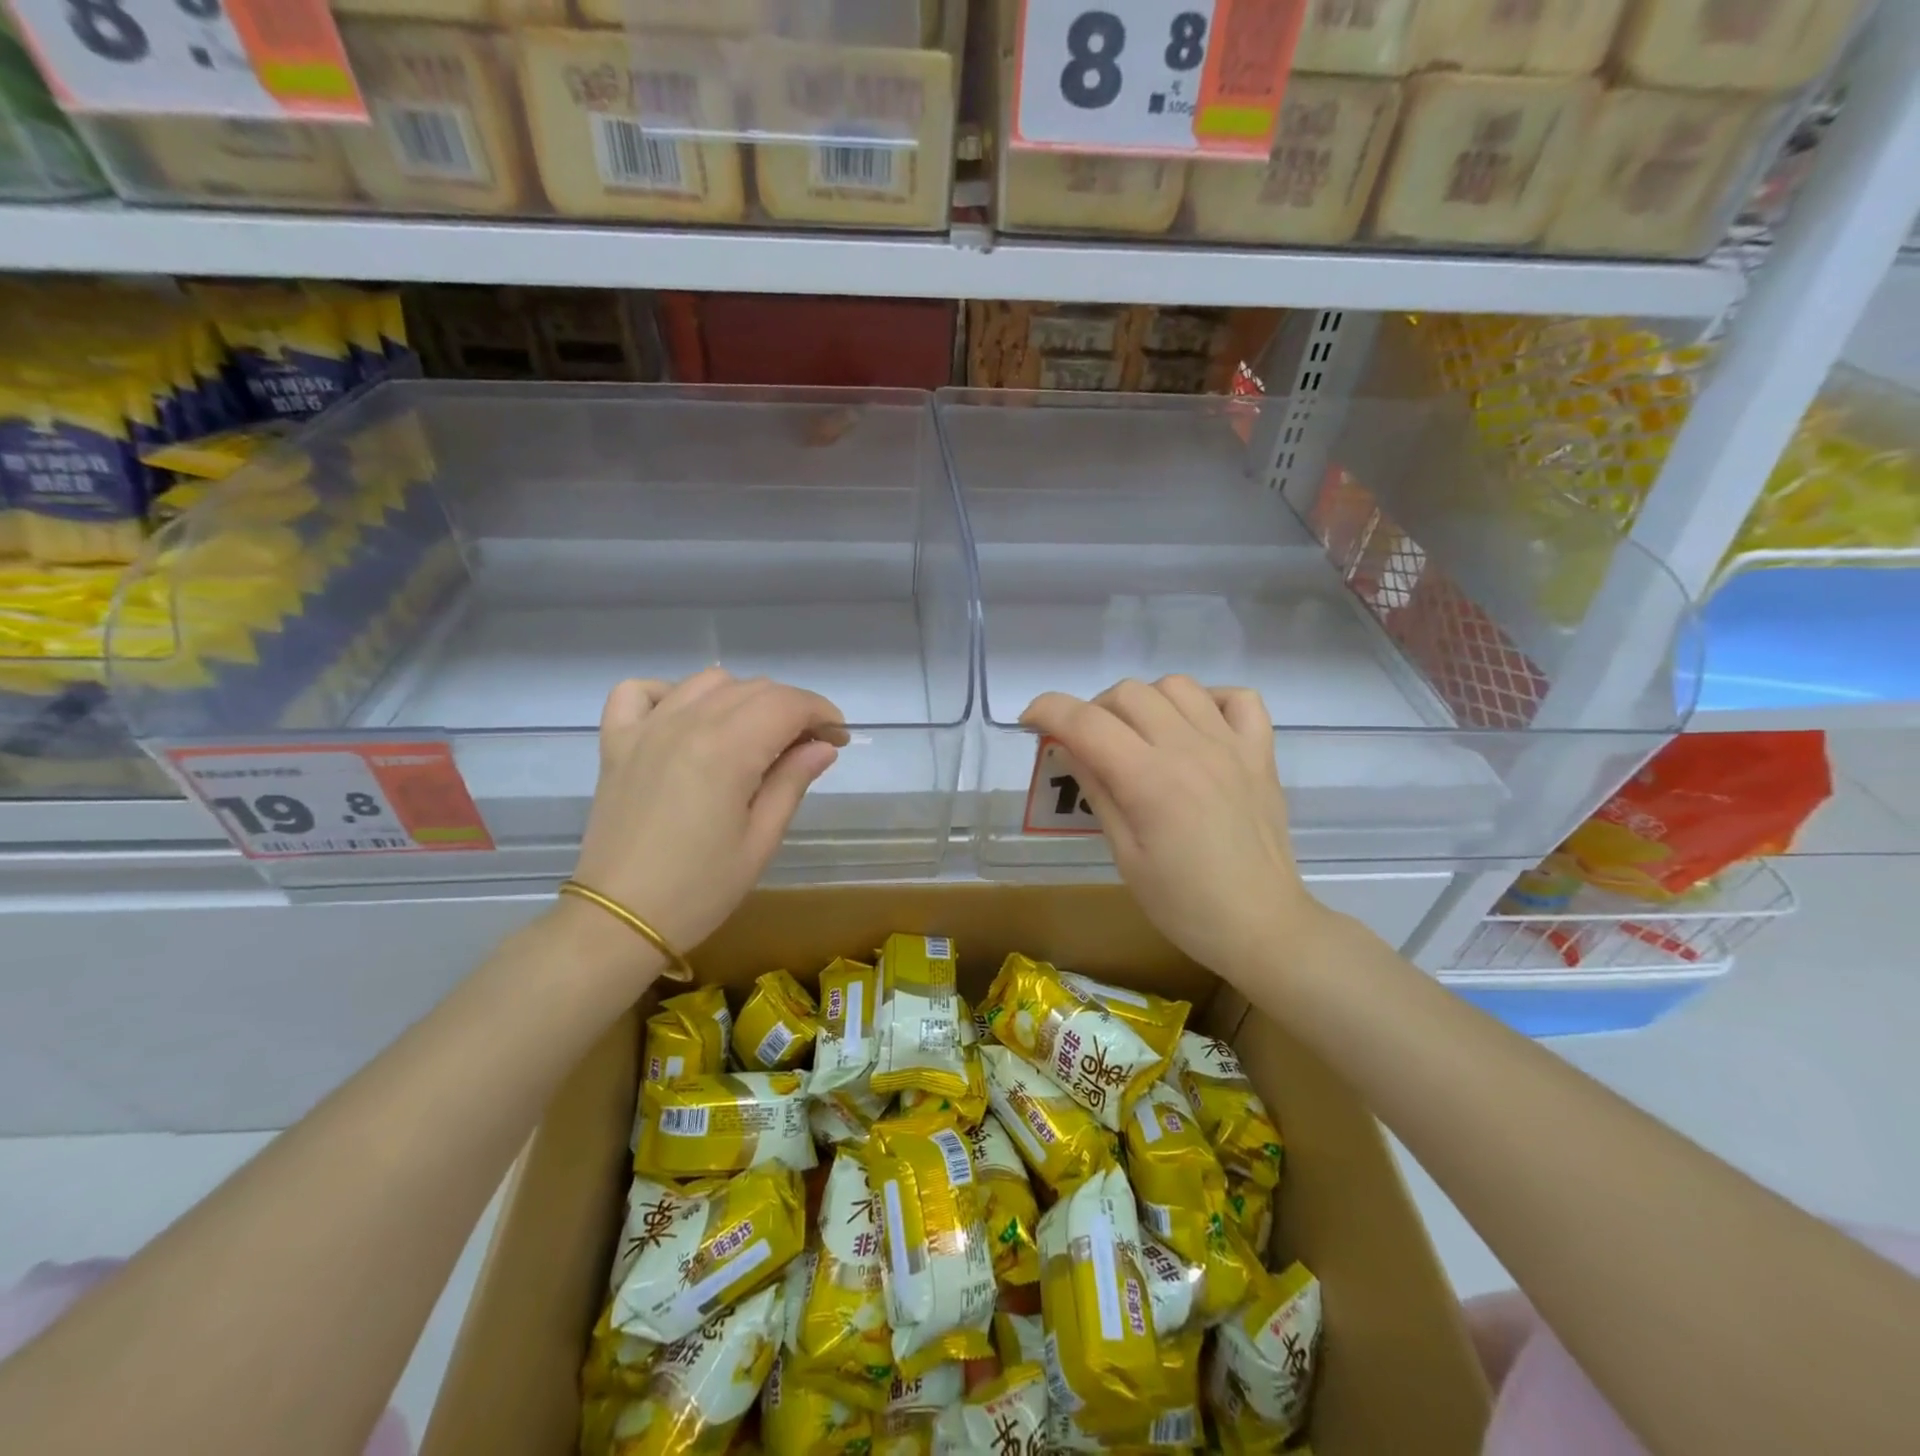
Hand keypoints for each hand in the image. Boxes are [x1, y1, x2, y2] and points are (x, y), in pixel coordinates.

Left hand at [571, 668, 847, 956]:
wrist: (619, 920)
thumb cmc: (700, 889)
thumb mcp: (761, 840)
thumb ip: (792, 781)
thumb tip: (823, 746)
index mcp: (728, 749)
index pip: (788, 704)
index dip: (822, 713)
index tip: (838, 738)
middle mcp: (687, 723)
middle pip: (754, 688)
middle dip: (791, 708)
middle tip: (807, 746)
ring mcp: (646, 728)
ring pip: (707, 682)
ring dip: (742, 697)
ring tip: (754, 734)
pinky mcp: (616, 742)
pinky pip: (640, 691)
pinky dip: (669, 693)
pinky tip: (686, 719)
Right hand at [1021, 677, 1324, 978]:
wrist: (1261, 926)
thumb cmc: (1184, 904)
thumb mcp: (1125, 856)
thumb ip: (1098, 792)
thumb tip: (1068, 748)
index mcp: (1150, 780)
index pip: (1086, 722)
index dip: (1048, 710)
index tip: (1030, 719)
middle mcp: (1190, 749)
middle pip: (1128, 693)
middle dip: (1094, 709)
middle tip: (1089, 744)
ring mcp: (1231, 746)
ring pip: (1177, 686)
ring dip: (1146, 701)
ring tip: (1140, 734)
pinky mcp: (1261, 753)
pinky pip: (1239, 698)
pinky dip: (1211, 701)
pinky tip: (1195, 727)